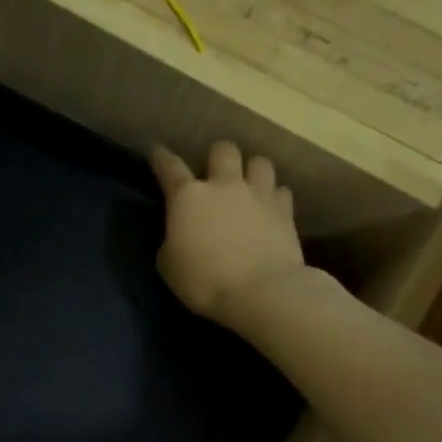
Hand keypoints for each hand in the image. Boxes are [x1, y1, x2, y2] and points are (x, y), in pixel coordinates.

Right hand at [150, 141, 306, 328]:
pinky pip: (281, 190)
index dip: (160, 156)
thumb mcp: (169, 265)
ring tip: (247, 184)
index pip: (169, 167)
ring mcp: (258, 194)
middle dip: (216, 156)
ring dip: (250, 169)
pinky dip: (273, 195)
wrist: (261, 292)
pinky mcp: (285, 211)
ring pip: (259, 162)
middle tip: (213, 172)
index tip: (156, 150)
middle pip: (222, 150)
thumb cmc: (204, 281)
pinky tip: (269, 207)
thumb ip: (172, 240)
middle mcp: (224, 185)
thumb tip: (180, 234)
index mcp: (188, 197)